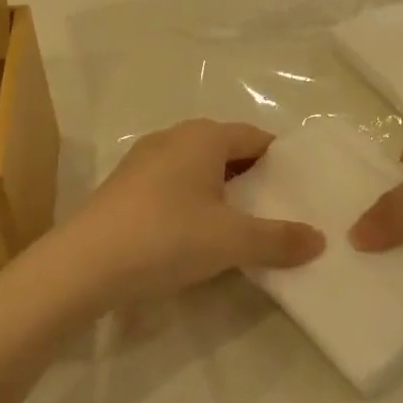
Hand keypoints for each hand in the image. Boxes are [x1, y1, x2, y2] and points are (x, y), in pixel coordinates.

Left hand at [66, 120, 324, 305]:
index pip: (257, 138)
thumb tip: (320, 240)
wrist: (82, 266)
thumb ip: (278, 239)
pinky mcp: (124, 187)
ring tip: (241, 227)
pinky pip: (173, 185)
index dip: (281, 162)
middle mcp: (174, 137)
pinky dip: (193, 202)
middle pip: (227, 151)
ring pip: (198, 169)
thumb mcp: (232, 241)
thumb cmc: (167, 237)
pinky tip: (196, 235)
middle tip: (277, 211)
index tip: (299, 191)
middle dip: (253, 179)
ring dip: (222, 192)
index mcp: (204, 136)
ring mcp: (144, 160)